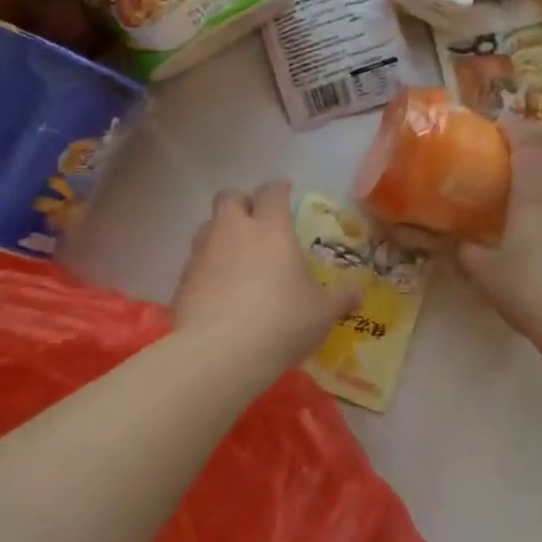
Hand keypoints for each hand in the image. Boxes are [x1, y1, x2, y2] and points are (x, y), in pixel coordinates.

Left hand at [171, 182, 356, 368]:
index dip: (278, 189)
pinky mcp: (183, 278)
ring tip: (236, 256)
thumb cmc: (281, 321)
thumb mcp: (321, 313)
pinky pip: (195, 261)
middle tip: (255, 222)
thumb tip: (358, 295)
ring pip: (207, 226)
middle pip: (229, 197)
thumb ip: (339, 299)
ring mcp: (203, 252)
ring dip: (221, 233)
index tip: (284, 192)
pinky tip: (218, 290)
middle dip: (242, 203)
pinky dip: (207, 267)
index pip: (272, 192)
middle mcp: (232, 230)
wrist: (220, 352)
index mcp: (270, 228)